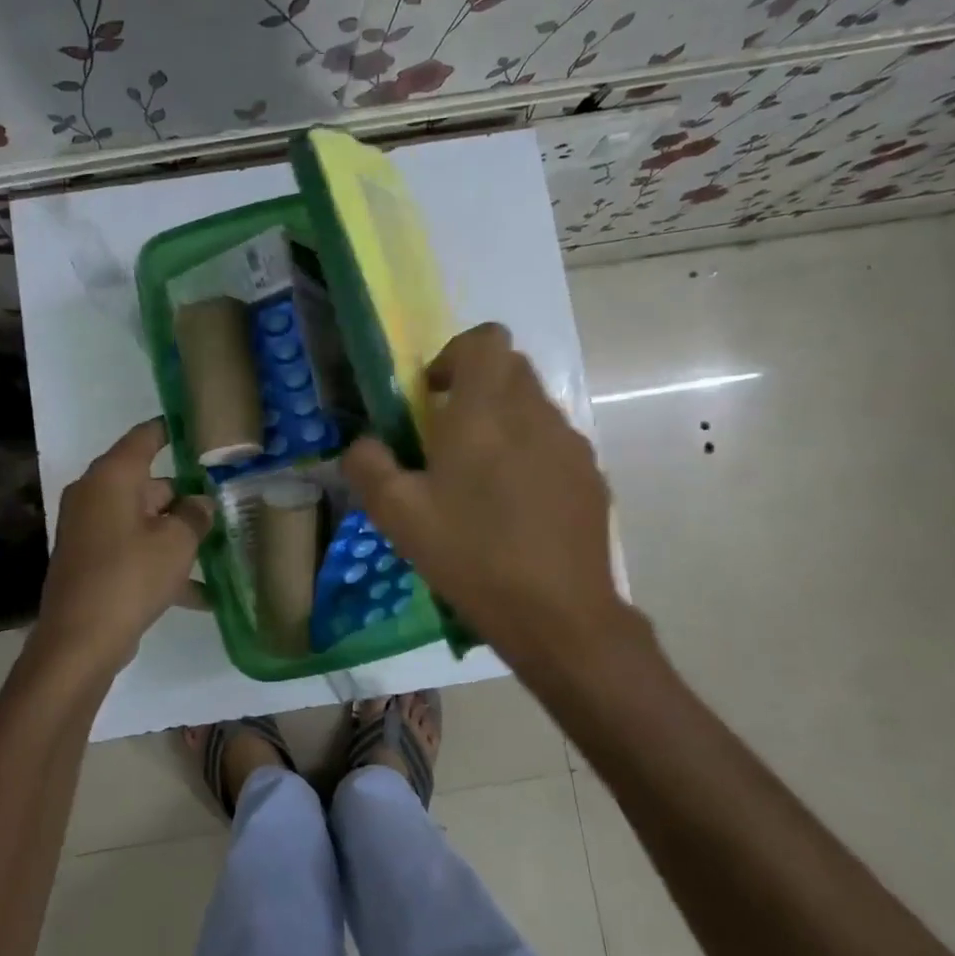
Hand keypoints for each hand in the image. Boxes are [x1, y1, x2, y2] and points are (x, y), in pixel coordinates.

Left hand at [30, 419, 213, 678]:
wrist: (79, 642)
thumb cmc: (130, 577)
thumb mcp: (177, 543)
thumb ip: (195, 515)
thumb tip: (200, 503)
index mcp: (112, 477)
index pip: (146, 437)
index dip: (173, 429)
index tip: (200, 426)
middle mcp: (96, 495)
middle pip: (149, 483)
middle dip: (186, 495)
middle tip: (226, 500)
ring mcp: (90, 529)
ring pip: (144, 519)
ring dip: (178, 534)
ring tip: (220, 547)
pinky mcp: (91, 561)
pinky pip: (134, 549)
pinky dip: (161, 562)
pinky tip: (201, 594)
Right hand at [342, 323, 644, 673]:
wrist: (560, 616)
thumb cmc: (471, 555)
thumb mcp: (397, 514)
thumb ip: (368, 465)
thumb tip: (363, 443)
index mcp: (485, 410)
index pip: (486, 339)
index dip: (455, 354)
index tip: (432, 396)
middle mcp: (535, 413)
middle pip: (510, 368)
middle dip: (476, 387)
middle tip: (446, 437)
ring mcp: (571, 445)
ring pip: (533, 406)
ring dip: (503, 422)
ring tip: (479, 480)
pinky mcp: (591, 477)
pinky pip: (554, 444)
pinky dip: (530, 454)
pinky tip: (515, 509)